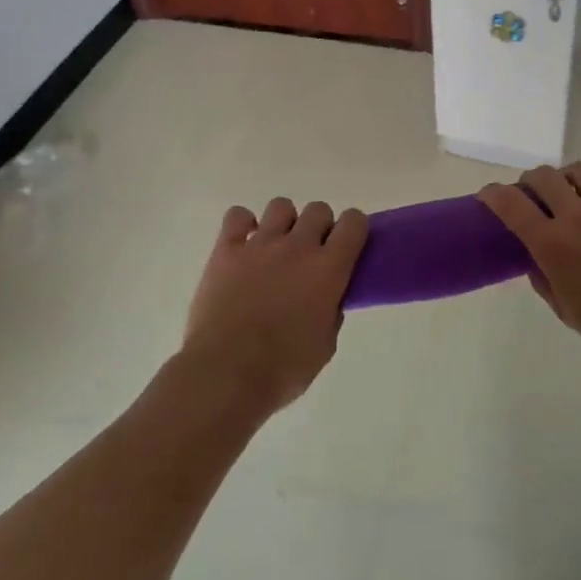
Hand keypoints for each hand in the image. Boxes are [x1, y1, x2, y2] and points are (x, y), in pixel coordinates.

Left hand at [180, 197, 367, 415]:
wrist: (225, 373)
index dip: (355, 229)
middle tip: (311, 254)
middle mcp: (298, 247)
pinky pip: (237, 216)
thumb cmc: (283, 369)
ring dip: (285, 223)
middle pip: (318, 210)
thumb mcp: (324, 346)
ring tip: (277, 248)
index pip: (354, 223)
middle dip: (320, 227)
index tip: (348, 245)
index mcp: (329, 269)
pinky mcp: (226, 250)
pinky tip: (244, 244)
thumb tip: (327, 301)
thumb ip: (331, 314)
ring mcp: (259, 244)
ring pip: (281, 206)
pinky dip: (244, 224)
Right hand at [479, 163, 580, 373]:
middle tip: (535, 195)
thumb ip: (543, 277)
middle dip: (531, 182)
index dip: (493, 194)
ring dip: (569, 180)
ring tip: (576, 195)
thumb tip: (534, 255)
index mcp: (553, 246)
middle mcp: (579, 216)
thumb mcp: (566, 311)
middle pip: (543, 176)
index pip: (510, 204)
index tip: (489, 195)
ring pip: (580, 170)